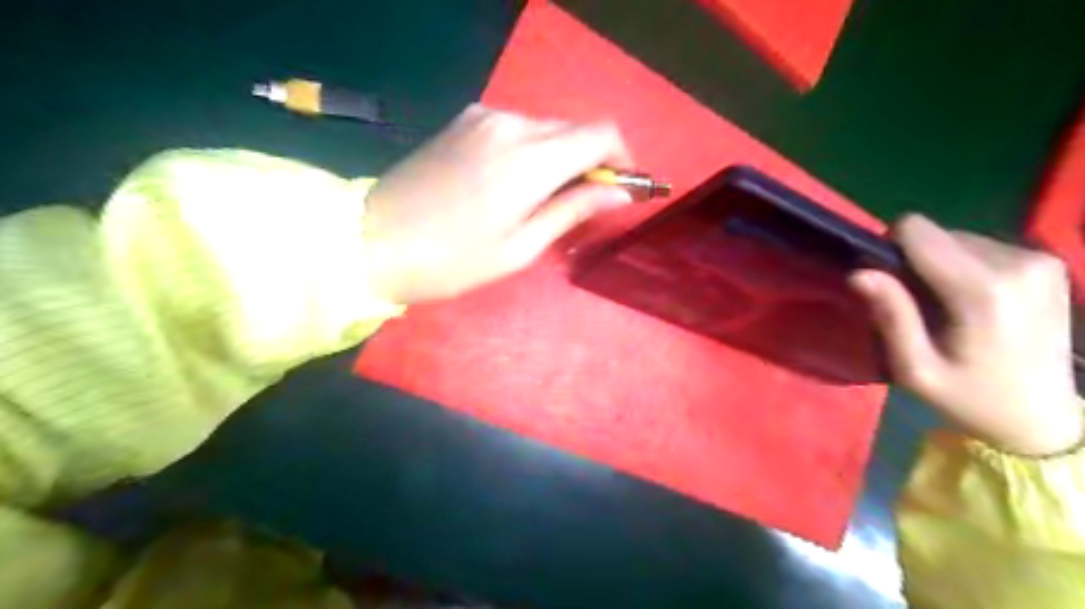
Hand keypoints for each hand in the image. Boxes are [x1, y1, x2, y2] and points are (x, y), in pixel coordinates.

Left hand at [364, 104, 636, 305]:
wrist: (373, 240)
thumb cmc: (453, 260)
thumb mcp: (522, 246)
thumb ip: (574, 210)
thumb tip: (620, 193)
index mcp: (530, 158)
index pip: (601, 134)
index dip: (622, 158)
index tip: (621, 188)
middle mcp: (511, 124)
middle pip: (575, 129)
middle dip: (590, 162)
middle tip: (582, 204)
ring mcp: (484, 117)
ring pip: (546, 128)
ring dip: (559, 158)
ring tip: (542, 200)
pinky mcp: (466, 120)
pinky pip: (517, 129)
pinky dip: (531, 151)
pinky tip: (514, 183)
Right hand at [851, 214, 1080, 456]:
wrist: (1042, 418)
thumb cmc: (968, 397)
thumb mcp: (915, 369)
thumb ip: (891, 316)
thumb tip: (859, 272)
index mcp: (982, 290)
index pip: (917, 231)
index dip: (890, 250)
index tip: (889, 284)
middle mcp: (1017, 263)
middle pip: (937, 233)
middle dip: (917, 260)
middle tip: (918, 304)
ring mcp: (1039, 260)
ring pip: (958, 237)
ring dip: (941, 264)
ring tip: (947, 305)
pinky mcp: (1049, 262)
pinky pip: (983, 246)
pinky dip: (966, 266)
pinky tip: (974, 301)